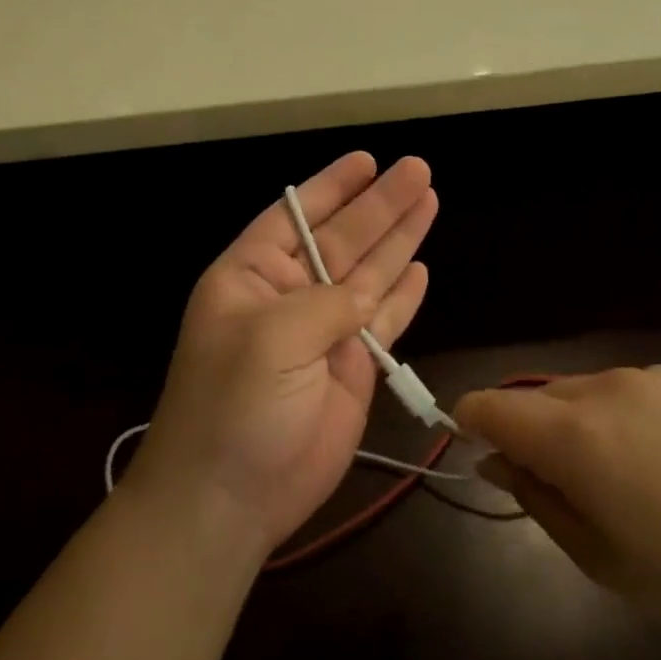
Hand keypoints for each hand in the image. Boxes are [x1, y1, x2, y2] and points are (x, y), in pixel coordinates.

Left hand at [129, 153, 436, 555]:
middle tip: (419, 170)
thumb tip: (368, 292)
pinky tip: (420, 267)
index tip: (367, 160)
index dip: (331, 187)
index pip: (295, 216)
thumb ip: (327, 304)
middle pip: (343, 239)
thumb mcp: (270, 339)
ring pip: (370, 275)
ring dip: (399, 240)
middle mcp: (290, 297)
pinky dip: (403, 296)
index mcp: (252, 277)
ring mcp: (324, 334)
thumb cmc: (232, 407)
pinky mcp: (352, 370)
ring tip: (430, 200)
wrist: (230, 499)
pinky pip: (384, 322)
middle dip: (380, 205)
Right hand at [456, 366, 660, 658]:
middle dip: (533, 432)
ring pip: (587, 391)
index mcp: (574, 435)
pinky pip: (635, 389)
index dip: (470, 422)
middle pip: (537, 396)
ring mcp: (653, 375)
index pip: (489, 404)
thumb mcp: (600, 559)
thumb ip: (535, 499)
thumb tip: (493, 460)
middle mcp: (605, 388)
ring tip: (632, 477)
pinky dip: (629, 416)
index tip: (478, 451)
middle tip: (568, 488)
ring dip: (583, 424)